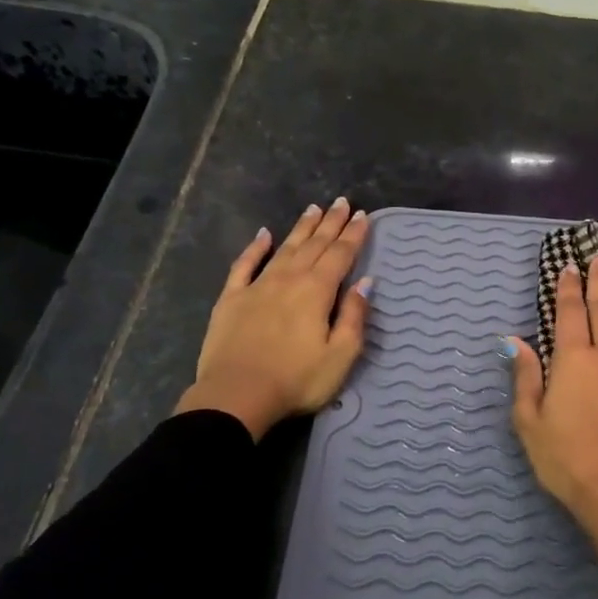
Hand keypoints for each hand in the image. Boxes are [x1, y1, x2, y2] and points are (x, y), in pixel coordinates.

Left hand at [176, 198, 371, 440]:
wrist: (236, 396)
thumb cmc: (296, 380)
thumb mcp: (340, 355)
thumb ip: (354, 316)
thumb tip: (366, 282)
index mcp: (317, 291)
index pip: (340, 255)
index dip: (353, 235)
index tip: (363, 215)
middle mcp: (289, 279)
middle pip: (314, 245)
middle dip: (331, 223)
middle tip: (342, 202)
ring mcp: (257, 286)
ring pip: (284, 248)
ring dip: (301, 228)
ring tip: (314, 209)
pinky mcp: (231, 299)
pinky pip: (244, 265)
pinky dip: (255, 248)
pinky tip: (263, 234)